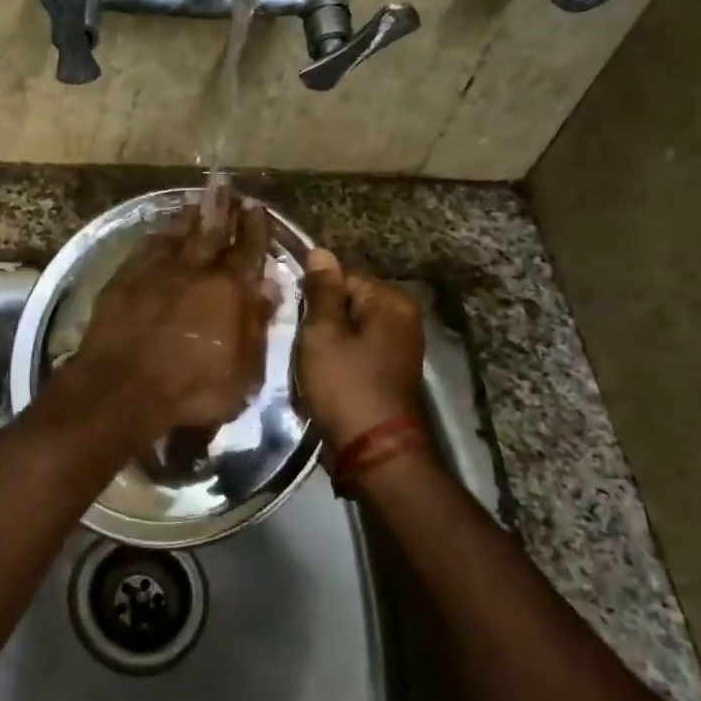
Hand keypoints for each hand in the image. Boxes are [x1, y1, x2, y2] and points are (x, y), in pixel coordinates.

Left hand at [62, 200, 275, 445]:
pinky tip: (159, 232)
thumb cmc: (190, 390)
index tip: (256, 206)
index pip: (248, 250)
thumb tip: (269, 287)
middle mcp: (194, 270)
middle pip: (211, 230)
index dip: (255, 228)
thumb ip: (256, 327)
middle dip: (221, 206)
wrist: (122, 388)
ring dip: (189, 216)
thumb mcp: (242, 373)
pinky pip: (145, 247)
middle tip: (224, 184)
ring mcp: (156, 271)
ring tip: (196, 200)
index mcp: (228, 290)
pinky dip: (157, 236)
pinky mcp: (124, 279)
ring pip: (177, 233)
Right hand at [296, 248, 426, 448]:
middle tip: (302, 343)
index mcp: (391, 300)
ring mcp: (402, 343)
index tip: (295, 319)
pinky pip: (359, 347)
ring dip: (329, 339)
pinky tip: (326, 373)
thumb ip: (321, 291)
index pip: (341, 276)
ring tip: (311, 360)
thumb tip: (321, 251)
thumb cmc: (344, 385)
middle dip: (322, 318)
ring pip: (351, 325)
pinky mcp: (393, 367)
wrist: (373, 449)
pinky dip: (341, 355)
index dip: (313, 296)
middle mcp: (404, 315)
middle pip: (348, 300)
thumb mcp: (322, 333)